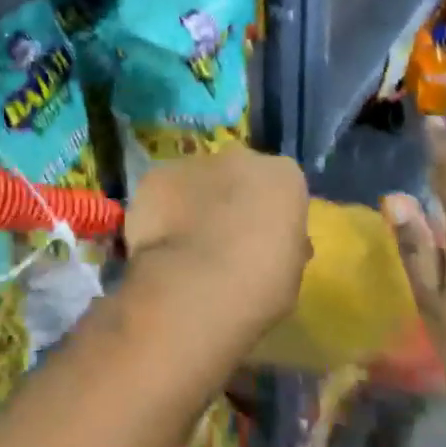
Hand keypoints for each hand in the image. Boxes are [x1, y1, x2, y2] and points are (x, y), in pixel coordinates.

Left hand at [123, 147, 310, 340]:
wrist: (195, 289)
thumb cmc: (259, 287)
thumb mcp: (291, 271)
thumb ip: (283, 243)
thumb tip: (272, 240)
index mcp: (283, 176)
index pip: (282, 186)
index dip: (272, 214)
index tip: (264, 241)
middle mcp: (239, 157)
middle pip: (238, 173)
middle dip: (233, 198)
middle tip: (226, 239)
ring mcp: (193, 163)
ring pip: (197, 179)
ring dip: (195, 202)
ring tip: (187, 245)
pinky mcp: (155, 176)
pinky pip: (162, 192)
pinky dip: (162, 211)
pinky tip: (160, 243)